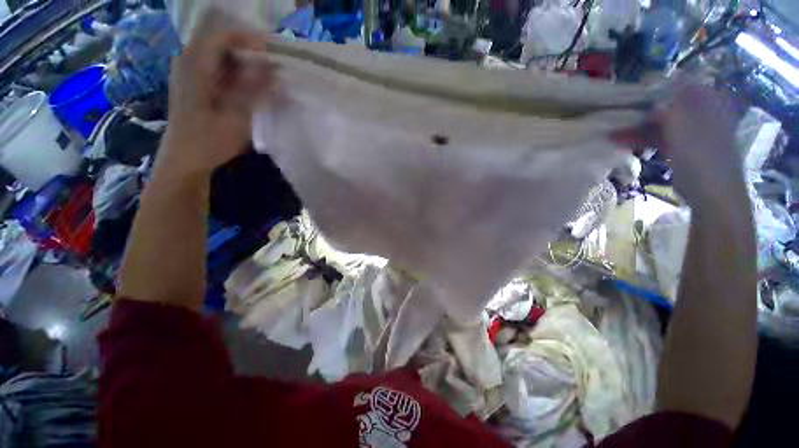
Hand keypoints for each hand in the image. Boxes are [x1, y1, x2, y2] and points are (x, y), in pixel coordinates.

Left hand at [158, 22, 273, 178]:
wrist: (185, 160)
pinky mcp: (194, 85)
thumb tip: (273, 70)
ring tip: (265, 78)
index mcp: (195, 67)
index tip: (272, 53)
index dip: (248, 40)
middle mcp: (188, 63)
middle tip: (272, 68)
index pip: (222, 37)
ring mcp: (189, 74)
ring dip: (243, 65)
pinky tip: (248, 88)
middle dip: (248, 53)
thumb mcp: (237, 117)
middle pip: (221, 45)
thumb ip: (254, 90)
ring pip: (220, 57)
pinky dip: (235, 74)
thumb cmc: (209, 141)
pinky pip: (217, 70)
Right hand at [615, 83, 744, 207]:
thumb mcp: (682, 125)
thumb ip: (669, 106)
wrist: (710, 192)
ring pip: (660, 124)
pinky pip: (659, 139)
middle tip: (619, 112)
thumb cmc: (701, 155)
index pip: (683, 85)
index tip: (637, 89)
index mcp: (709, 104)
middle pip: (669, 106)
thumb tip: (658, 87)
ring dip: (638, 128)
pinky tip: (622, 142)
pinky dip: (642, 140)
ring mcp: (690, 134)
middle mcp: (700, 115)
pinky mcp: (680, 150)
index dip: (660, 85)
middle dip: (643, 109)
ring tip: (612, 133)